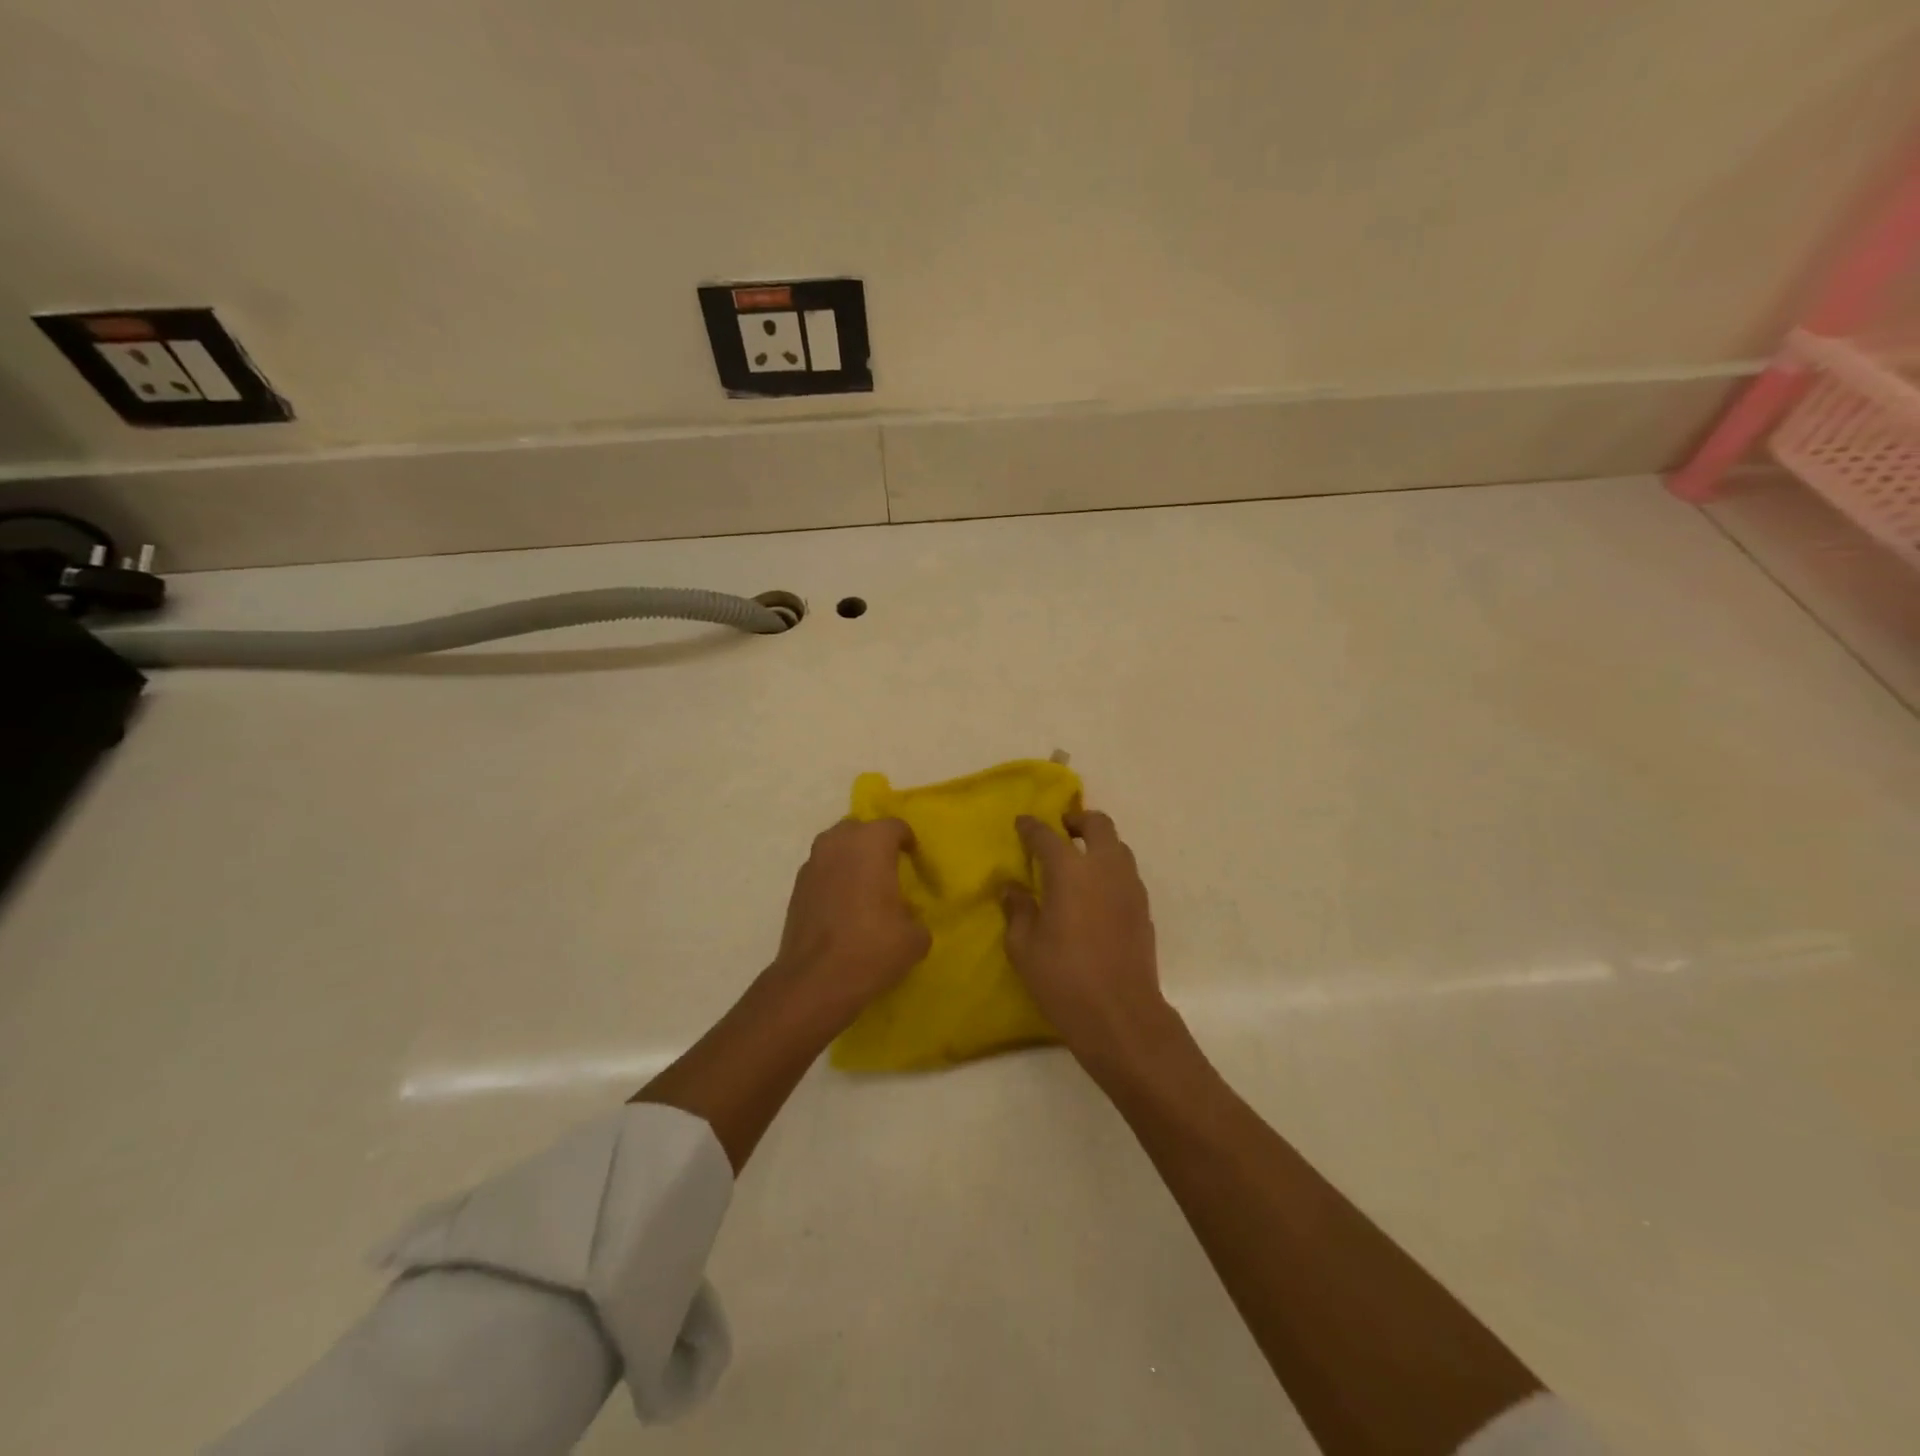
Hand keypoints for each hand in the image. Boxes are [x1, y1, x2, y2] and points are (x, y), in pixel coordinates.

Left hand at [769, 817, 929, 1027]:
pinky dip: (834, 879)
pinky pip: (822, 871)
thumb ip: (915, 918)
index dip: (908, 842)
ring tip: (865, 888)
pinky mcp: (796, 887)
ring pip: (836, 848)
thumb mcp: (914, 938)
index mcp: (872, 843)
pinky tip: (843, 908)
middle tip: (889, 869)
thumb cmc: (872, 948)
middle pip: (860, 829)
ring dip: (851, 860)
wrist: (815, 980)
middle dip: (874, 844)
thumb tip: (906, 918)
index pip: (895, 826)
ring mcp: (812, 863)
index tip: (914, 861)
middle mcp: (839, 843)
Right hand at [1003, 811, 1177, 1069]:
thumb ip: (1018, 910)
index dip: (1031, 827)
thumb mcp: (1024, 947)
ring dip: (1098, 844)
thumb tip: (1013, 888)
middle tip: (1061, 831)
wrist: (1121, 1015)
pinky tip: (1096, 893)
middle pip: (1097, 824)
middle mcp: (1104, 868)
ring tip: (1079, 862)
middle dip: (1077, 820)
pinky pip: (1127, 873)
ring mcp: (1129, 887)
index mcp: (1070, 871)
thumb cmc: (1063, 979)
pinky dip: (1110, 869)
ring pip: (1118, 846)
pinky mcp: (1144, 908)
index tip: (1022, 824)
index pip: (1047, 836)